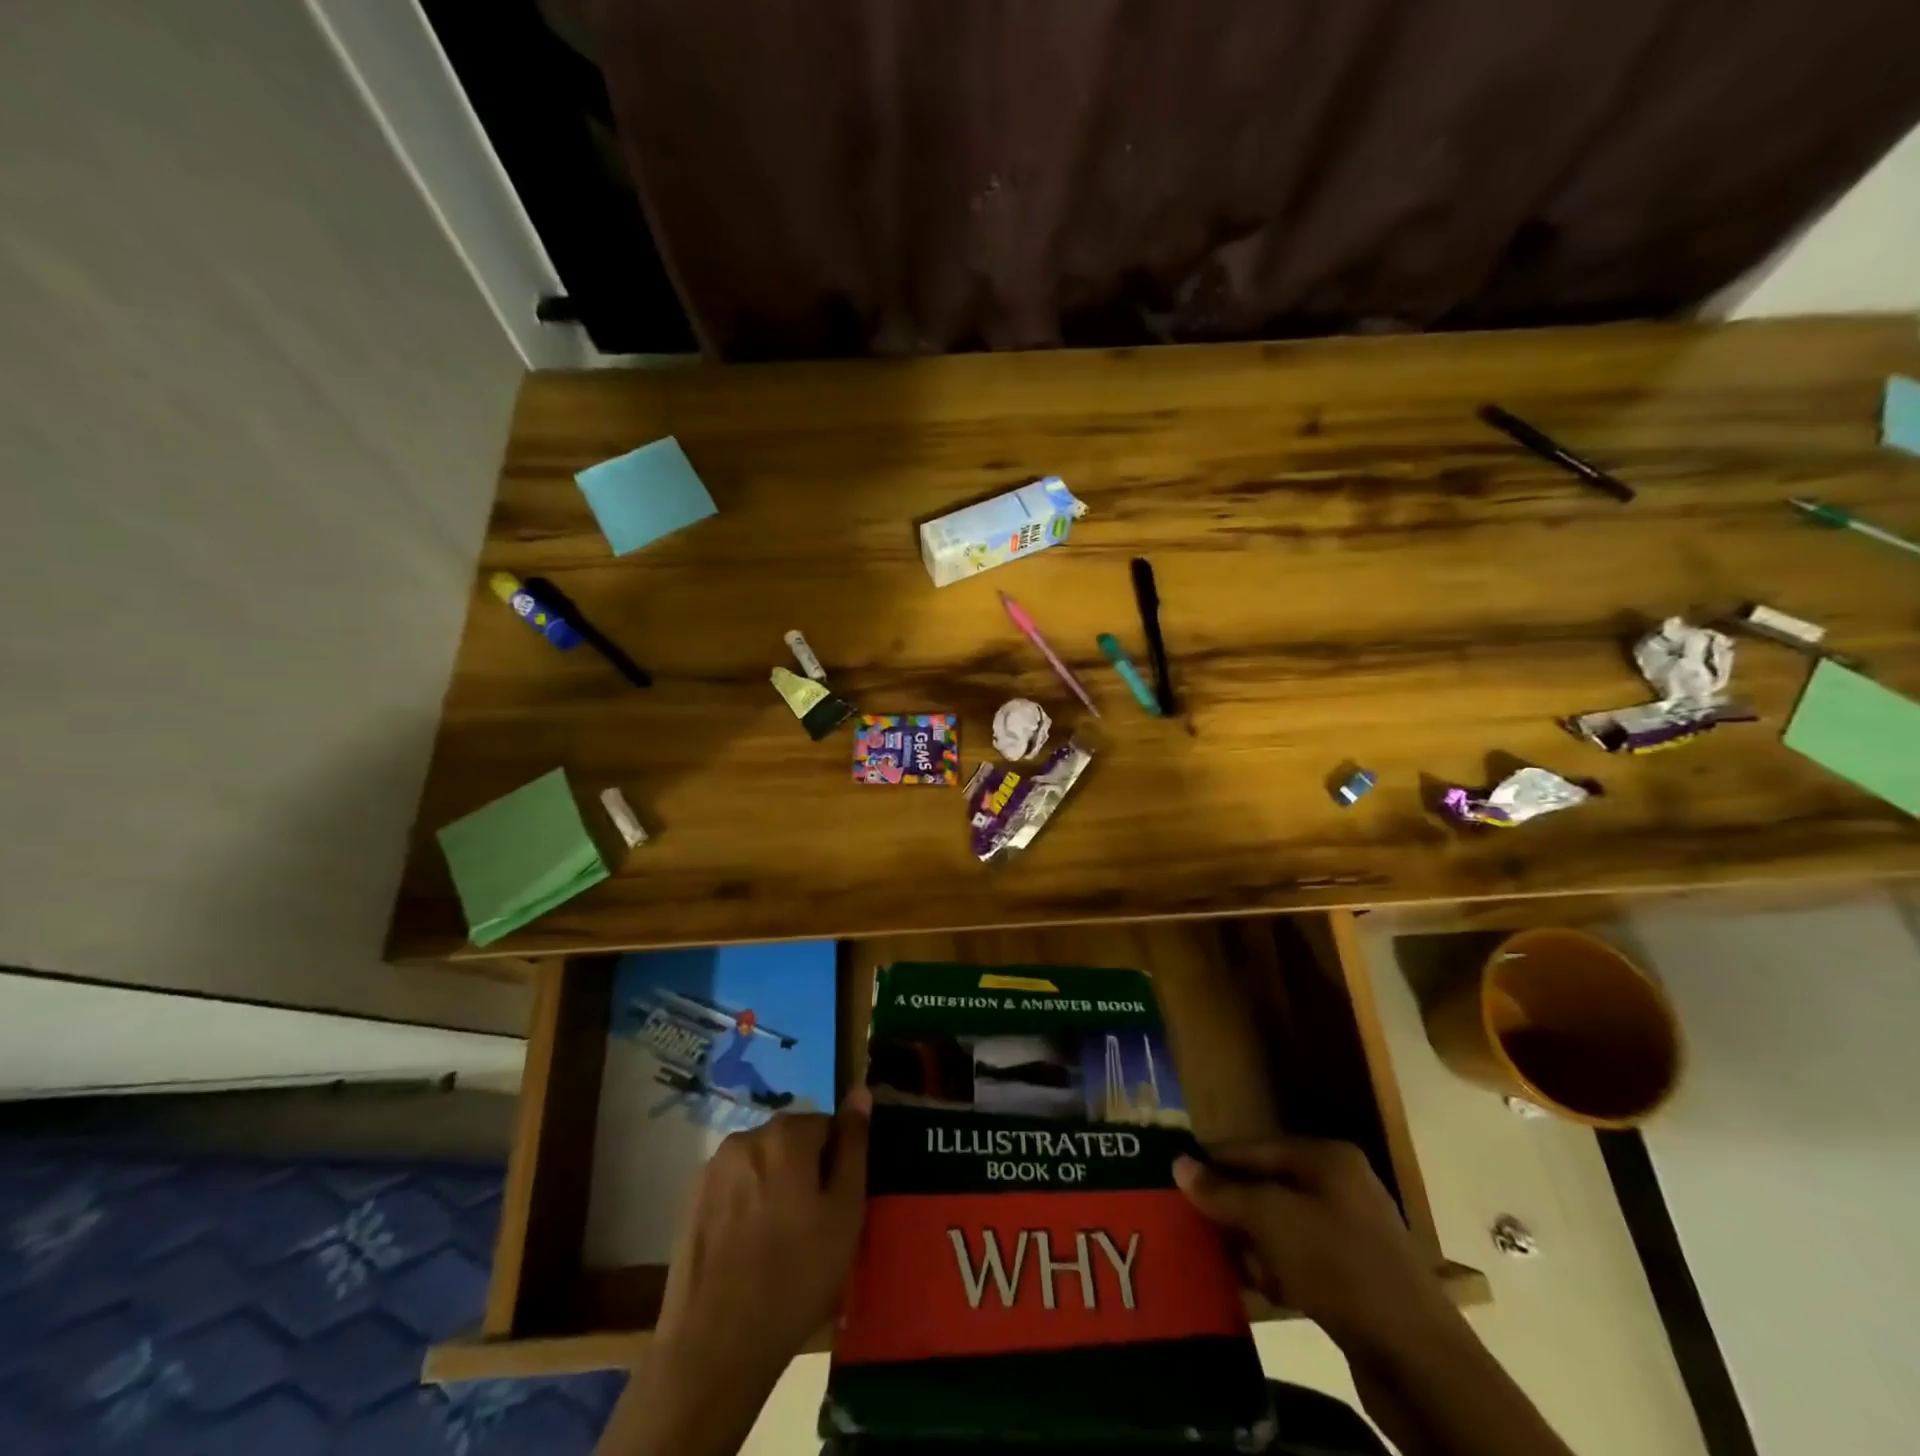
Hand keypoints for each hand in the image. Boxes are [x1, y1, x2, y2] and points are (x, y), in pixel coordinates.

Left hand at [653, 1089, 872, 1387]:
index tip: (837, 1206)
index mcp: (786, 1134)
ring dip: (774, 1186)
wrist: (713, 1348)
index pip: (827, 1126)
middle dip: (805, 1171)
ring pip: (761, 1164)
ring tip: (779, 1242)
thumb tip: (860, 1091)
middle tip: (813, 1227)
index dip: (837, 1164)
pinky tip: (748, 1249)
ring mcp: (712, 1168)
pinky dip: (745, 1205)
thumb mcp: (845, 1212)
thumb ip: (854, 1145)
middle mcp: (746, 1136)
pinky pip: (733, 1186)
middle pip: (791, 1141)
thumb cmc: (795, 1277)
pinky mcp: (690, 1200)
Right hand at [1173, 1134, 1457, 1359]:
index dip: (1213, 1161)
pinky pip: (1300, 1259)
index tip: (1173, 1177)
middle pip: (1267, 1186)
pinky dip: (1276, 1269)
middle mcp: (1340, 1186)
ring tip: (1220, 1261)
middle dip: (1231, 1207)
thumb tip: (1178, 1164)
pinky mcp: (1355, 1278)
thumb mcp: (1273, 1221)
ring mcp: (1351, 1233)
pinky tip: (1259, 1287)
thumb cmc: (1342, 1269)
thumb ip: (1225, 1192)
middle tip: (1190, 1223)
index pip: (1254, 1148)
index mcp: (1327, 1158)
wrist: (1421, 1365)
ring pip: (1281, 1226)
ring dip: (1251, 1243)